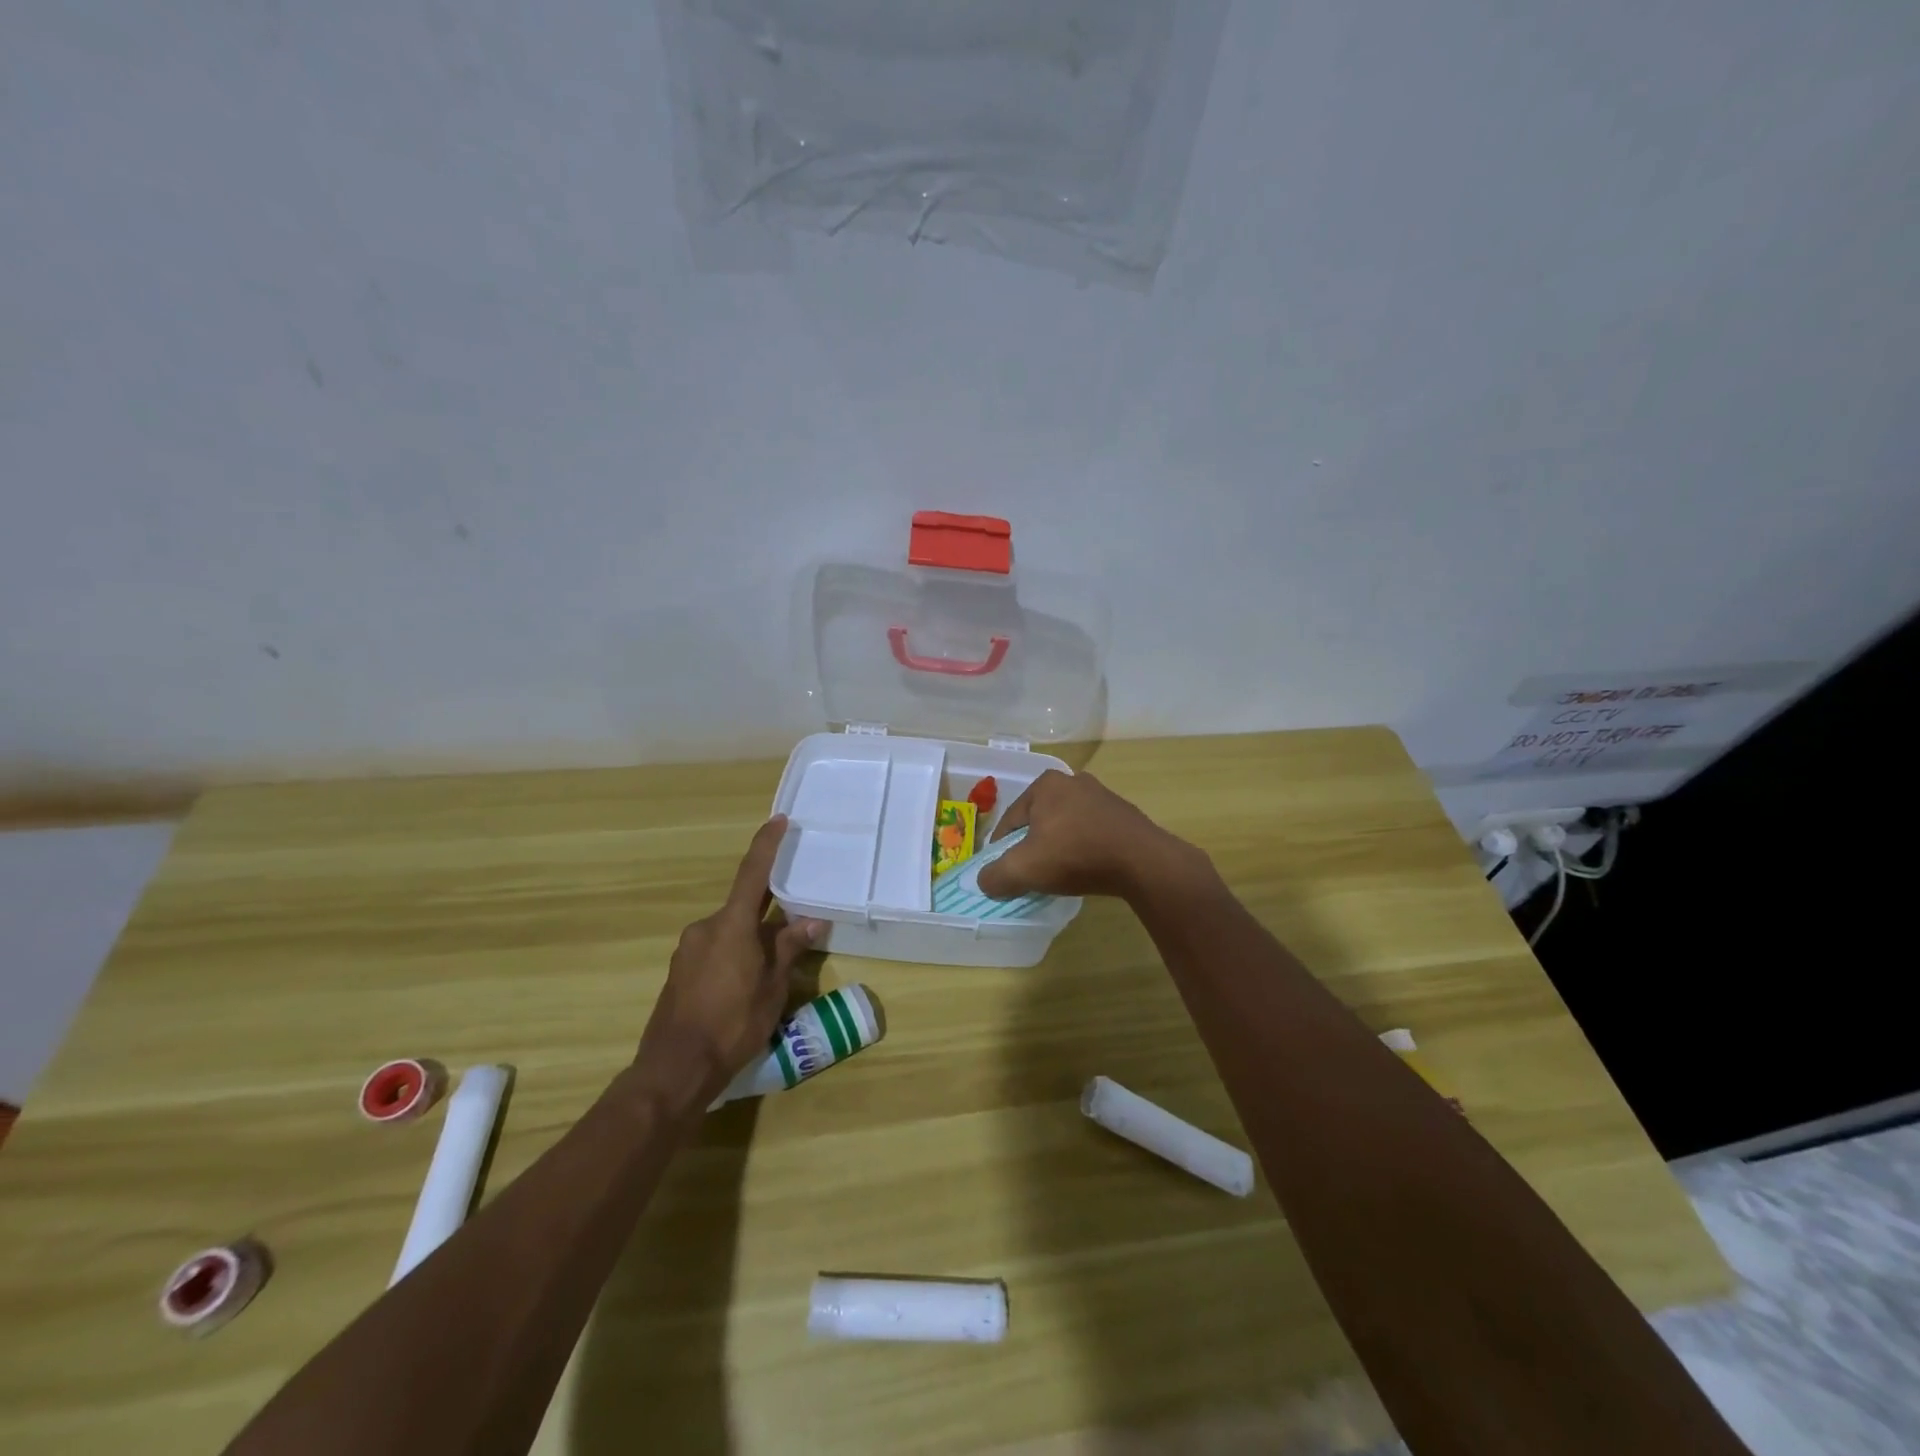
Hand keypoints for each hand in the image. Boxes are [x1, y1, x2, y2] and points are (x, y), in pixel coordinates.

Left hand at [635, 816, 826, 1103]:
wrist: (674, 1068)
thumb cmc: (732, 1024)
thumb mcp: (772, 988)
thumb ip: (789, 949)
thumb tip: (811, 921)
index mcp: (731, 925)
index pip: (752, 873)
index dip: (766, 845)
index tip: (778, 821)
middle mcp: (705, 928)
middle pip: (743, 908)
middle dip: (768, 916)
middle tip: (794, 932)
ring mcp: (688, 949)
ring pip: (730, 932)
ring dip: (752, 940)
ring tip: (773, 970)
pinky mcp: (680, 971)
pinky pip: (715, 950)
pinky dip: (735, 955)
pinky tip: (746, 986)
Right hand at [975, 770, 1200, 902]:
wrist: (1142, 862)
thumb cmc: (1075, 855)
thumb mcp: (1023, 869)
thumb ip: (995, 876)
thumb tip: (985, 882)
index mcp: (1045, 785)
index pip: (1010, 820)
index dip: (1001, 850)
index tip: (1002, 873)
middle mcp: (1072, 782)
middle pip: (1038, 821)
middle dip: (1031, 847)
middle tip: (1030, 874)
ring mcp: (1101, 796)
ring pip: (1065, 826)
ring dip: (1058, 848)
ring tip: (1058, 874)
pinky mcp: (1122, 815)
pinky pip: (1090, 833)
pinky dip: (1082, 849)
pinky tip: (1085, 869)